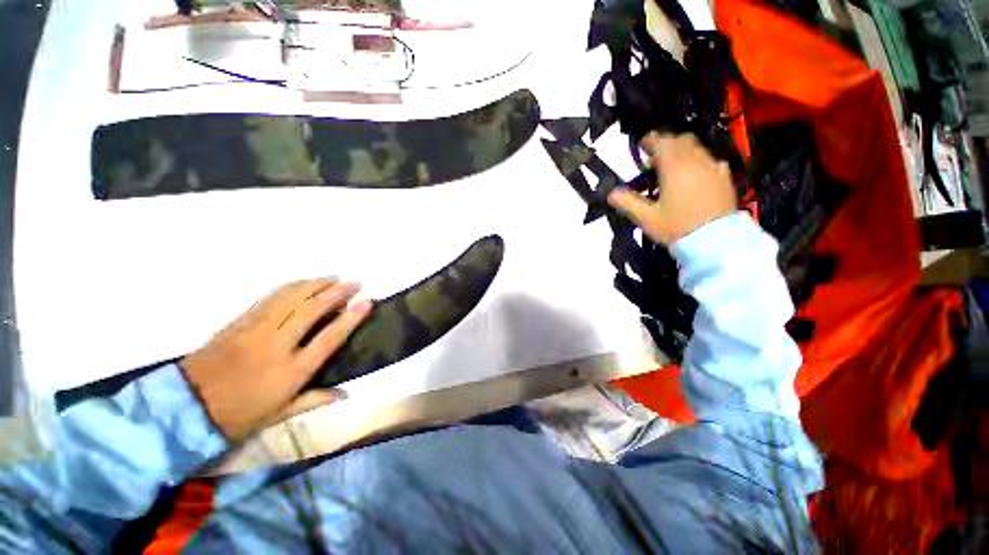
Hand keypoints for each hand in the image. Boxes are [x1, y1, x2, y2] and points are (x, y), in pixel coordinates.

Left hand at [180, 279, 371, 440]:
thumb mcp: (280, 414)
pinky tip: (304, 282)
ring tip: (334, 277)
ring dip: (316, 284)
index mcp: (291, 371)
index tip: (367, 301)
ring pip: (291, 298)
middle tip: (355, 282)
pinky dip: (292, 286)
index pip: (329, 339)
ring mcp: (256, 330)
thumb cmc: (238, 415)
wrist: (186, 406)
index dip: (351, 318)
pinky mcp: (240, 321)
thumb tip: (346, 394)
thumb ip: (315, 399)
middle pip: (312, 310)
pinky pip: (271, 297)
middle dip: (337, 292)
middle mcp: (277, 345)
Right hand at [608, 132, 736, 244]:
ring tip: (671, 166)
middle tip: (654, 156)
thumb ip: (628, 203)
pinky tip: (693, 175)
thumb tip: (611, 193)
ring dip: (682, 151)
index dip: (651, 141)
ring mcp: (714, 169)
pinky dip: (698, 161)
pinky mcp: (725, 179)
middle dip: (667, 143)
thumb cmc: (677, 228)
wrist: (716, 242)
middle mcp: (696, 162)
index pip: (663, 143)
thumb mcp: (647, 218)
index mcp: (675, 168)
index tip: (642, 144)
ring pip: (697, 149)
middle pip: (682, 141)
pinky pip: (710, 161)